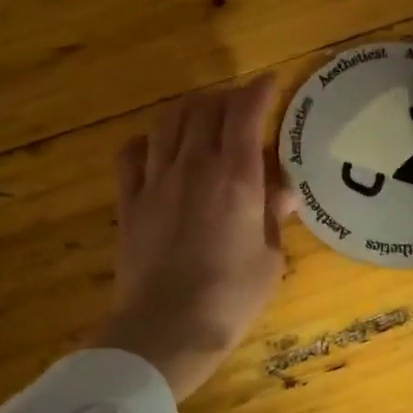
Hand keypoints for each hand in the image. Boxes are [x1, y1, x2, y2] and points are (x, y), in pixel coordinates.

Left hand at [97, 76, 295, 400]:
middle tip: (241, 104)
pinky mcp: (129, 202)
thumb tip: (284, 190)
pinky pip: (131, 154)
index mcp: (236, 179)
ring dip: (188, 109)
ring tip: (202, 115)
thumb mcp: (269, 260)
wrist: (166, 329)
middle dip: (226, 97)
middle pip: (205, 109)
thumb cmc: (231, 299)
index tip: (270, 82)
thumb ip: (273, 217)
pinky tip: (158, 148)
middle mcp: (194, 167)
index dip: (259, 91)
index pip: (245, 114)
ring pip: (167, 122)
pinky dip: (148, 141)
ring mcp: (155, 182)